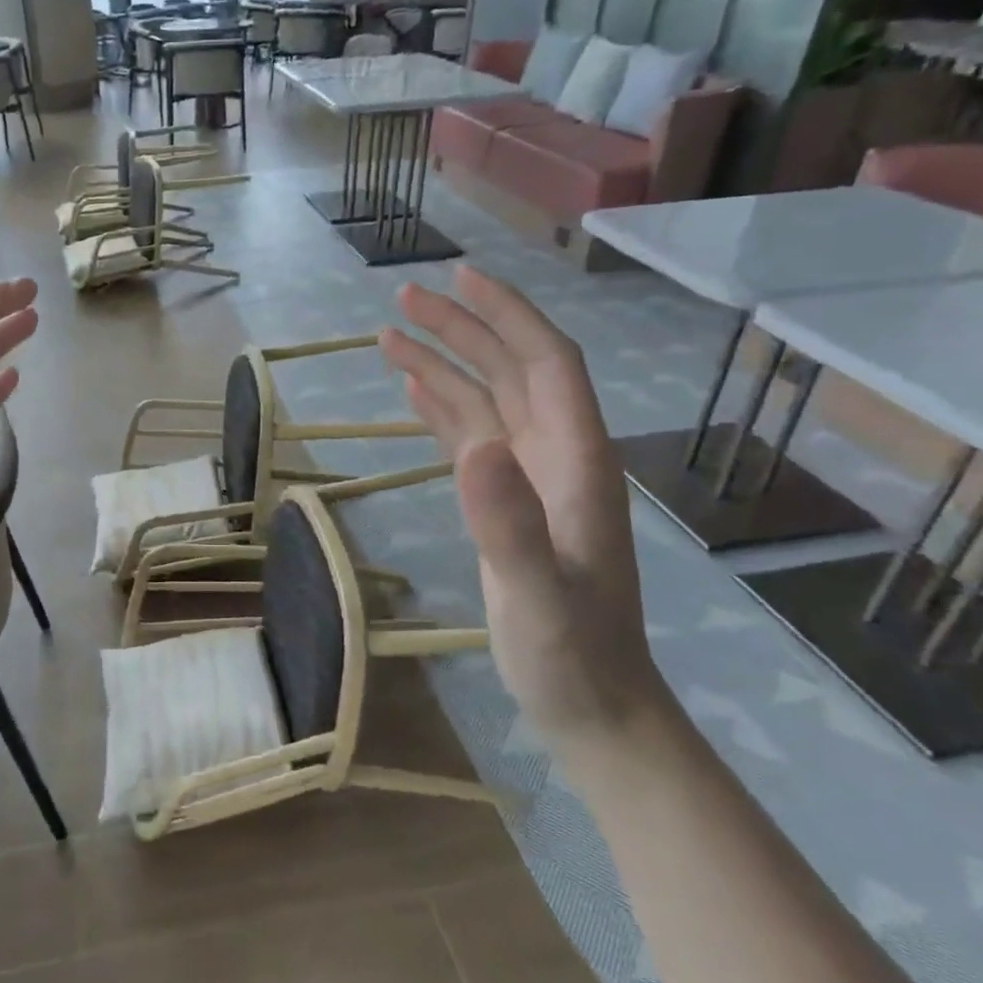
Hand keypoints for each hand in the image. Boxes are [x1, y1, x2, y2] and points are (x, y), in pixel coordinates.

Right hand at [377, 266, 669, 755]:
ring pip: (487, 398)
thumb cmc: (573, 655)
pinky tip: (413, 387)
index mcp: (577, 461)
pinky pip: (472, 435)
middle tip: (403, 297)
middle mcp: (556, 455)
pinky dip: (442, 405)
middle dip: (463, 327)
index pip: (548, 363)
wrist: (591, 704)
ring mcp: (530, 478)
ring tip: (391, 333)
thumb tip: (473, 448)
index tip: (461, 278)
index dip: (508, 315)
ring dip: (444, 362)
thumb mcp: (540, 596)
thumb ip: (510, 525)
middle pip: (512, 369)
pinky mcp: (505, 500)